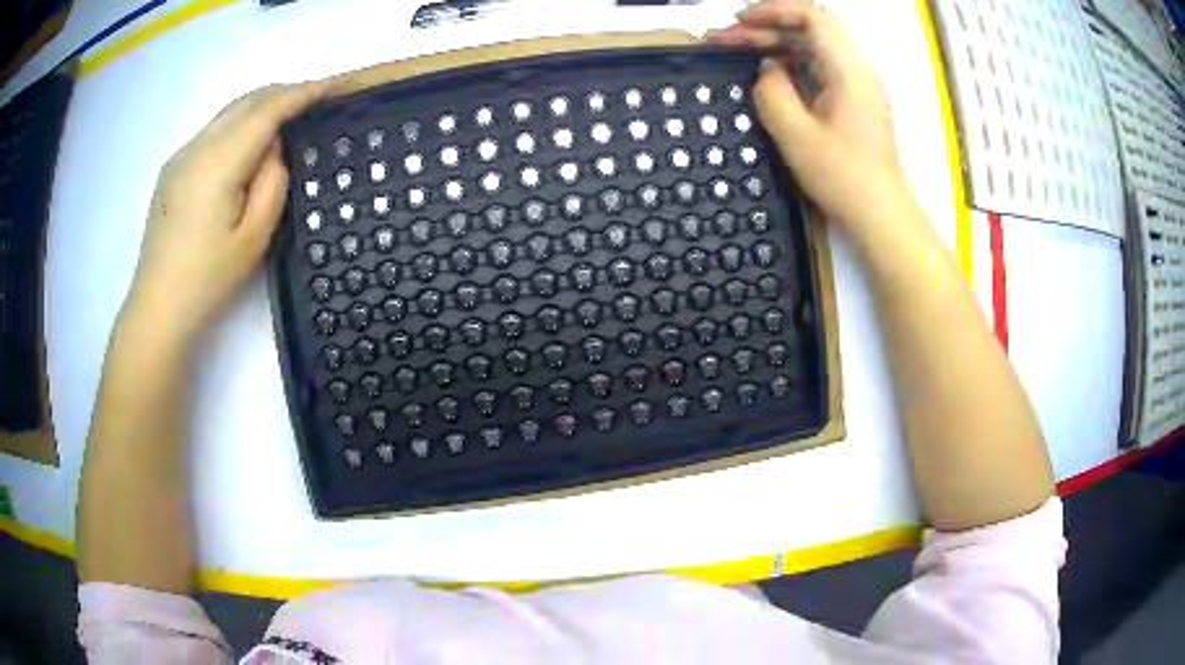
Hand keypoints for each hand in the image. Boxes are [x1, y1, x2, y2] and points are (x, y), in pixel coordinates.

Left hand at [125, 82, 328, 338]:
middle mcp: (197, 147)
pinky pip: (213, 130)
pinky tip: (249, 144)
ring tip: (287, 118)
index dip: (302, 93)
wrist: (157, 308)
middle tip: (315, 98)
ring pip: (228, 112)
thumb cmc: (208, 280)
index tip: (333, 86)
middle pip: (247, 101)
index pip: (267, 110)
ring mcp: (181, 156)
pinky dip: (240, 124)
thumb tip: (273, 149)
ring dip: (261, 106)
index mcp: (218, 162)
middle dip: (284, 93)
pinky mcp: (173, 169)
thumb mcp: (254, 237)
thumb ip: (271, 182)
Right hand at [710, 1, 908, 233]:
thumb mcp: (796, 135)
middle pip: (810, 30)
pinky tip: (766, 77)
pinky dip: (789, 66)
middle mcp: (856, 70)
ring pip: (812, 50)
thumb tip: (767, 69)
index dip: (773, 10)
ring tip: (737, 53)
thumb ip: (772, 92)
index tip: (739, 21)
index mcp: (848, 70)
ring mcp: (856, 87)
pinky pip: (818, 70)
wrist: (880, 216)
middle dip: (765, 29)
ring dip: (775, 47)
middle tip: (724, 40)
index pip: (812, 16)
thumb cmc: (843, 178)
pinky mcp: (852, 103)